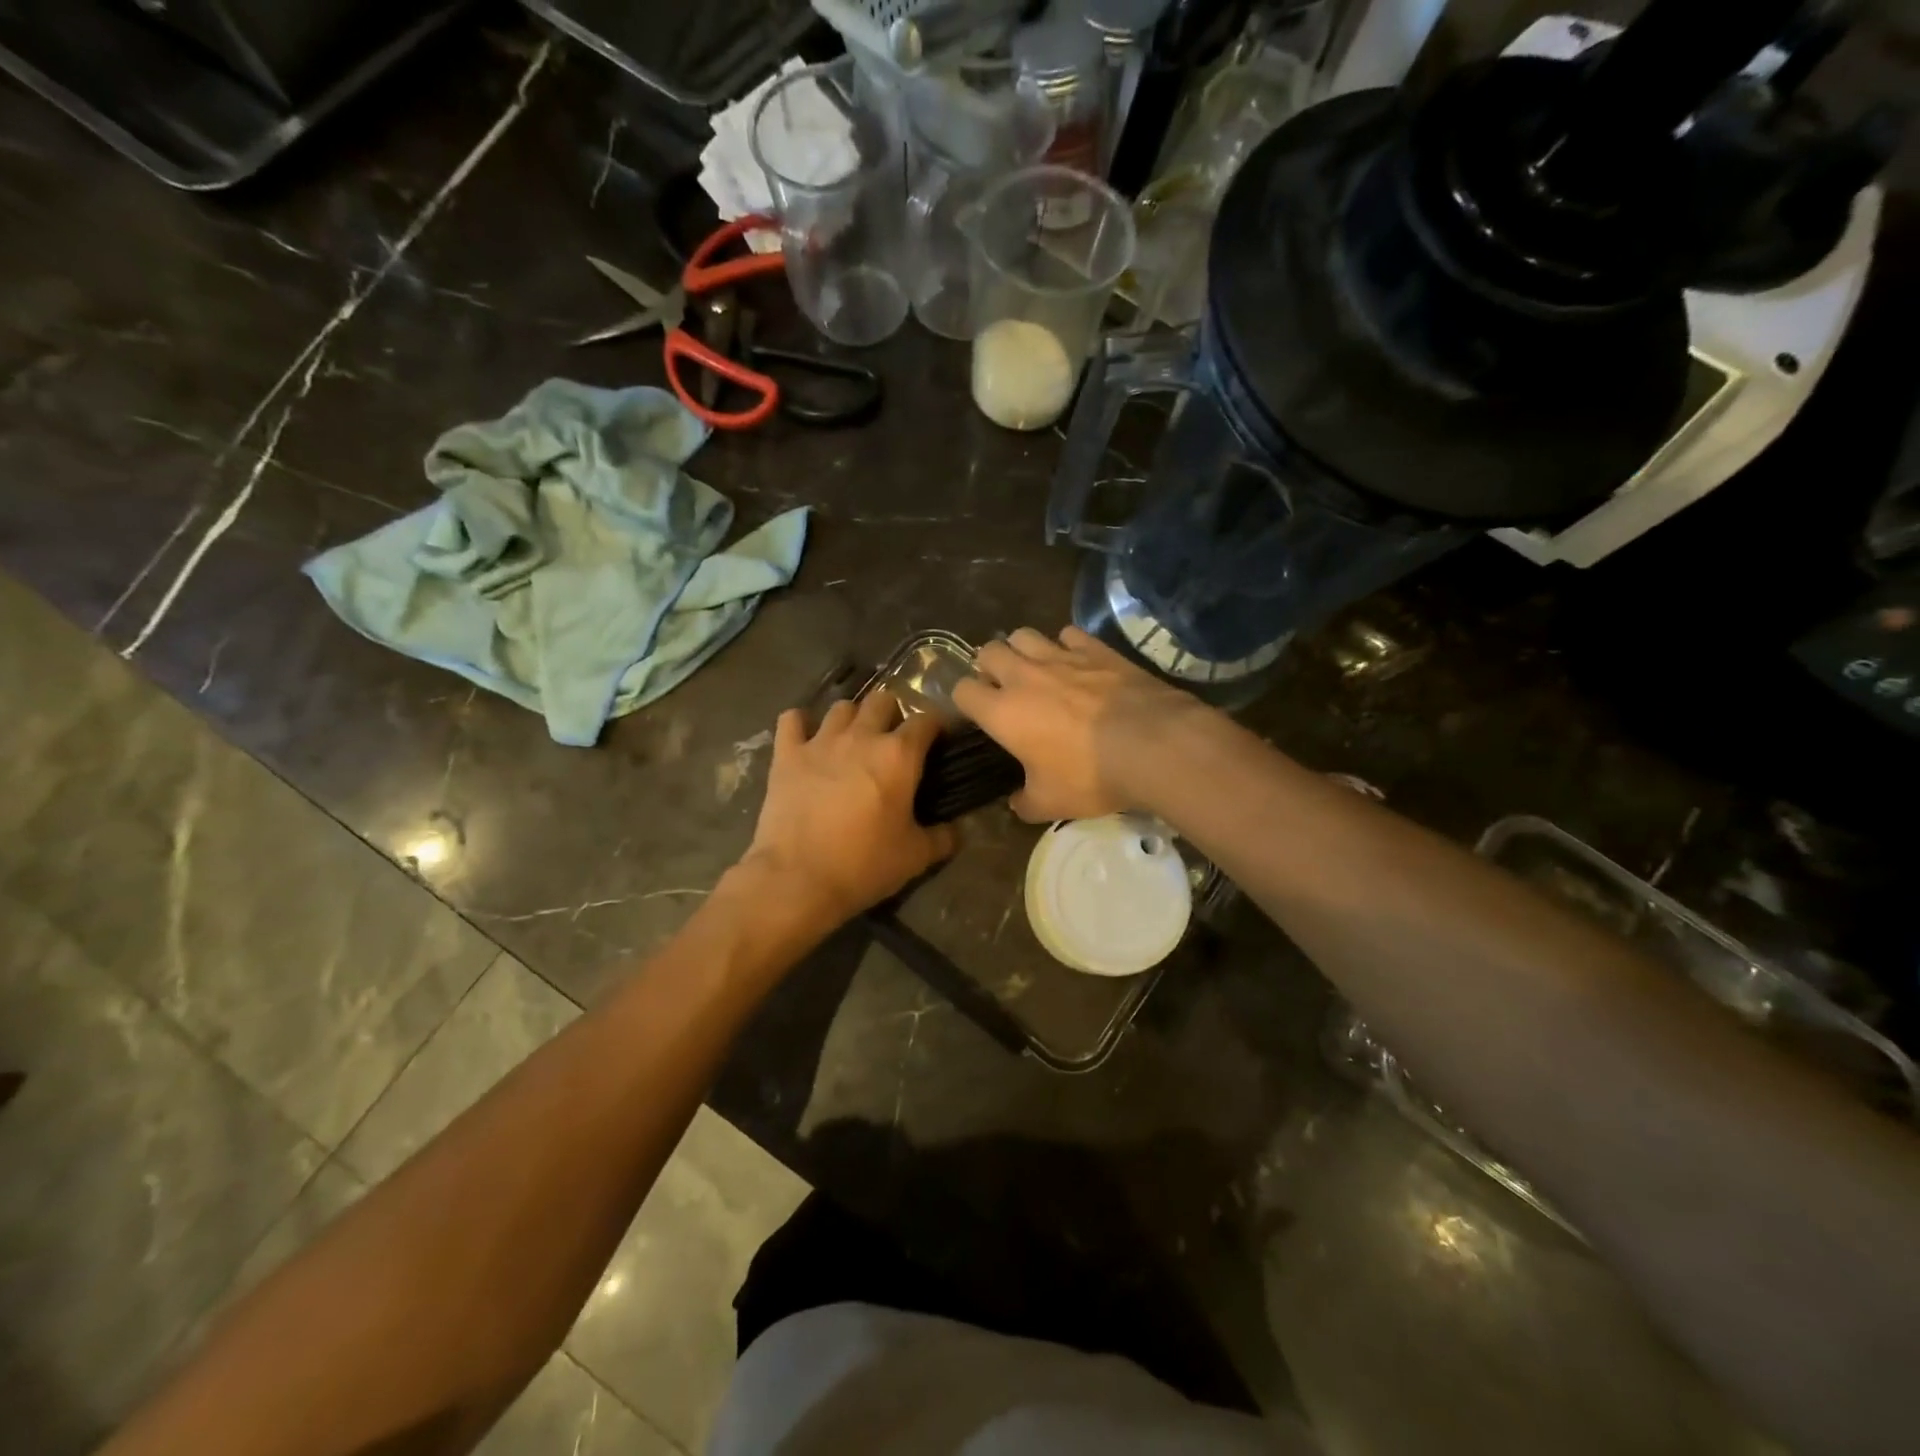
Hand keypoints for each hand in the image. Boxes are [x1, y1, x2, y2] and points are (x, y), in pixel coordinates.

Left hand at [737, 691, 957, 930]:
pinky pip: (792, 720)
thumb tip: (956, 830)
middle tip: (892, 740)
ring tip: (852, 739)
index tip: (936, 741)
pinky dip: (801, 724)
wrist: (798, 879)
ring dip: (852, 717)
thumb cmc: (864, 865)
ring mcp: (820, 742)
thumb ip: (943, 837)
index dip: (935, 726)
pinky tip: (806, 738)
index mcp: (899, 755)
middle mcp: (861, 736)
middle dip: (892, 713)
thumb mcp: (915, 857)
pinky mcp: (786, 754)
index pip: (926, 720)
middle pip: (882, 700)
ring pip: (841, 706)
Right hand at [952, 626, 1203, 822]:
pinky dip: (1066, 644)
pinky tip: (1077, 661)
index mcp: (1002, 712)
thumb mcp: (1051, 804)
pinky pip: (1068, 633)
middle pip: (988, 651)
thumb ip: (1025, 803)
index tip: (978, 713)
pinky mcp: (1095, 648)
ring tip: (1036, 669)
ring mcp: (1060, 656)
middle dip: (990, 666)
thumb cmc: (1090, 775)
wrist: (1151, 744)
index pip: (962, 690)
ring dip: (1023, 649)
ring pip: (1024, 635)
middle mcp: (1023, 676)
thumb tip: (1016, 803)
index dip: (965, 700)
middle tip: (1005, 687)